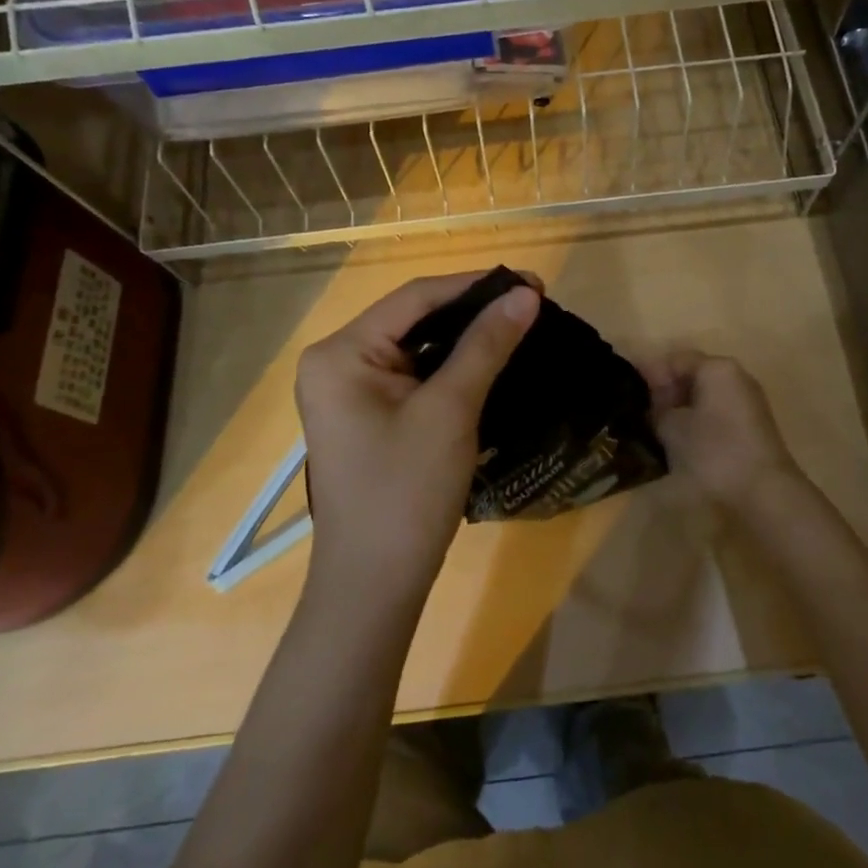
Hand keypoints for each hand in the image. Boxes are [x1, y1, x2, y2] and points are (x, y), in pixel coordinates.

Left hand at [295, 272, 539, 603]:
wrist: (375, 584)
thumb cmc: (406, 492)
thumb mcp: (450, 411)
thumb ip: (486, 345)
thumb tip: (525, 294)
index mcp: (341, 352)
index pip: (414, 298)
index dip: (475, 285)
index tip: (531, 282)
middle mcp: (336, 362)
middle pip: (412, 318)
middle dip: (472, 310)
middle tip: (531, 303)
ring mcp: (348, 390)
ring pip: (415, 346)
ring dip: (464, 337)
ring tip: (519, 325)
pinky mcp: (366, 415)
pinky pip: (412, 375)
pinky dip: (450, 366)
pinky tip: (489, 359)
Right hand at [640, 351, 806, 514]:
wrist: (763, 492)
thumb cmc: (713, 451)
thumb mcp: (671, 428)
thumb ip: (656, 408)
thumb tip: (651, 404)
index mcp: (717, 368)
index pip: (675, 359)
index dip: (648, 374)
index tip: (627, 394)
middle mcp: (736, 377)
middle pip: (692, 375)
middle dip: (665, 392)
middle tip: (640, 414)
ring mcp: (747, 401)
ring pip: (704, 395)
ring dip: (681, 408)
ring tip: (657, 430)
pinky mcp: (752, 426)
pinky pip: (717, 412)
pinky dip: (698, 420)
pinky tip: (682, 441)